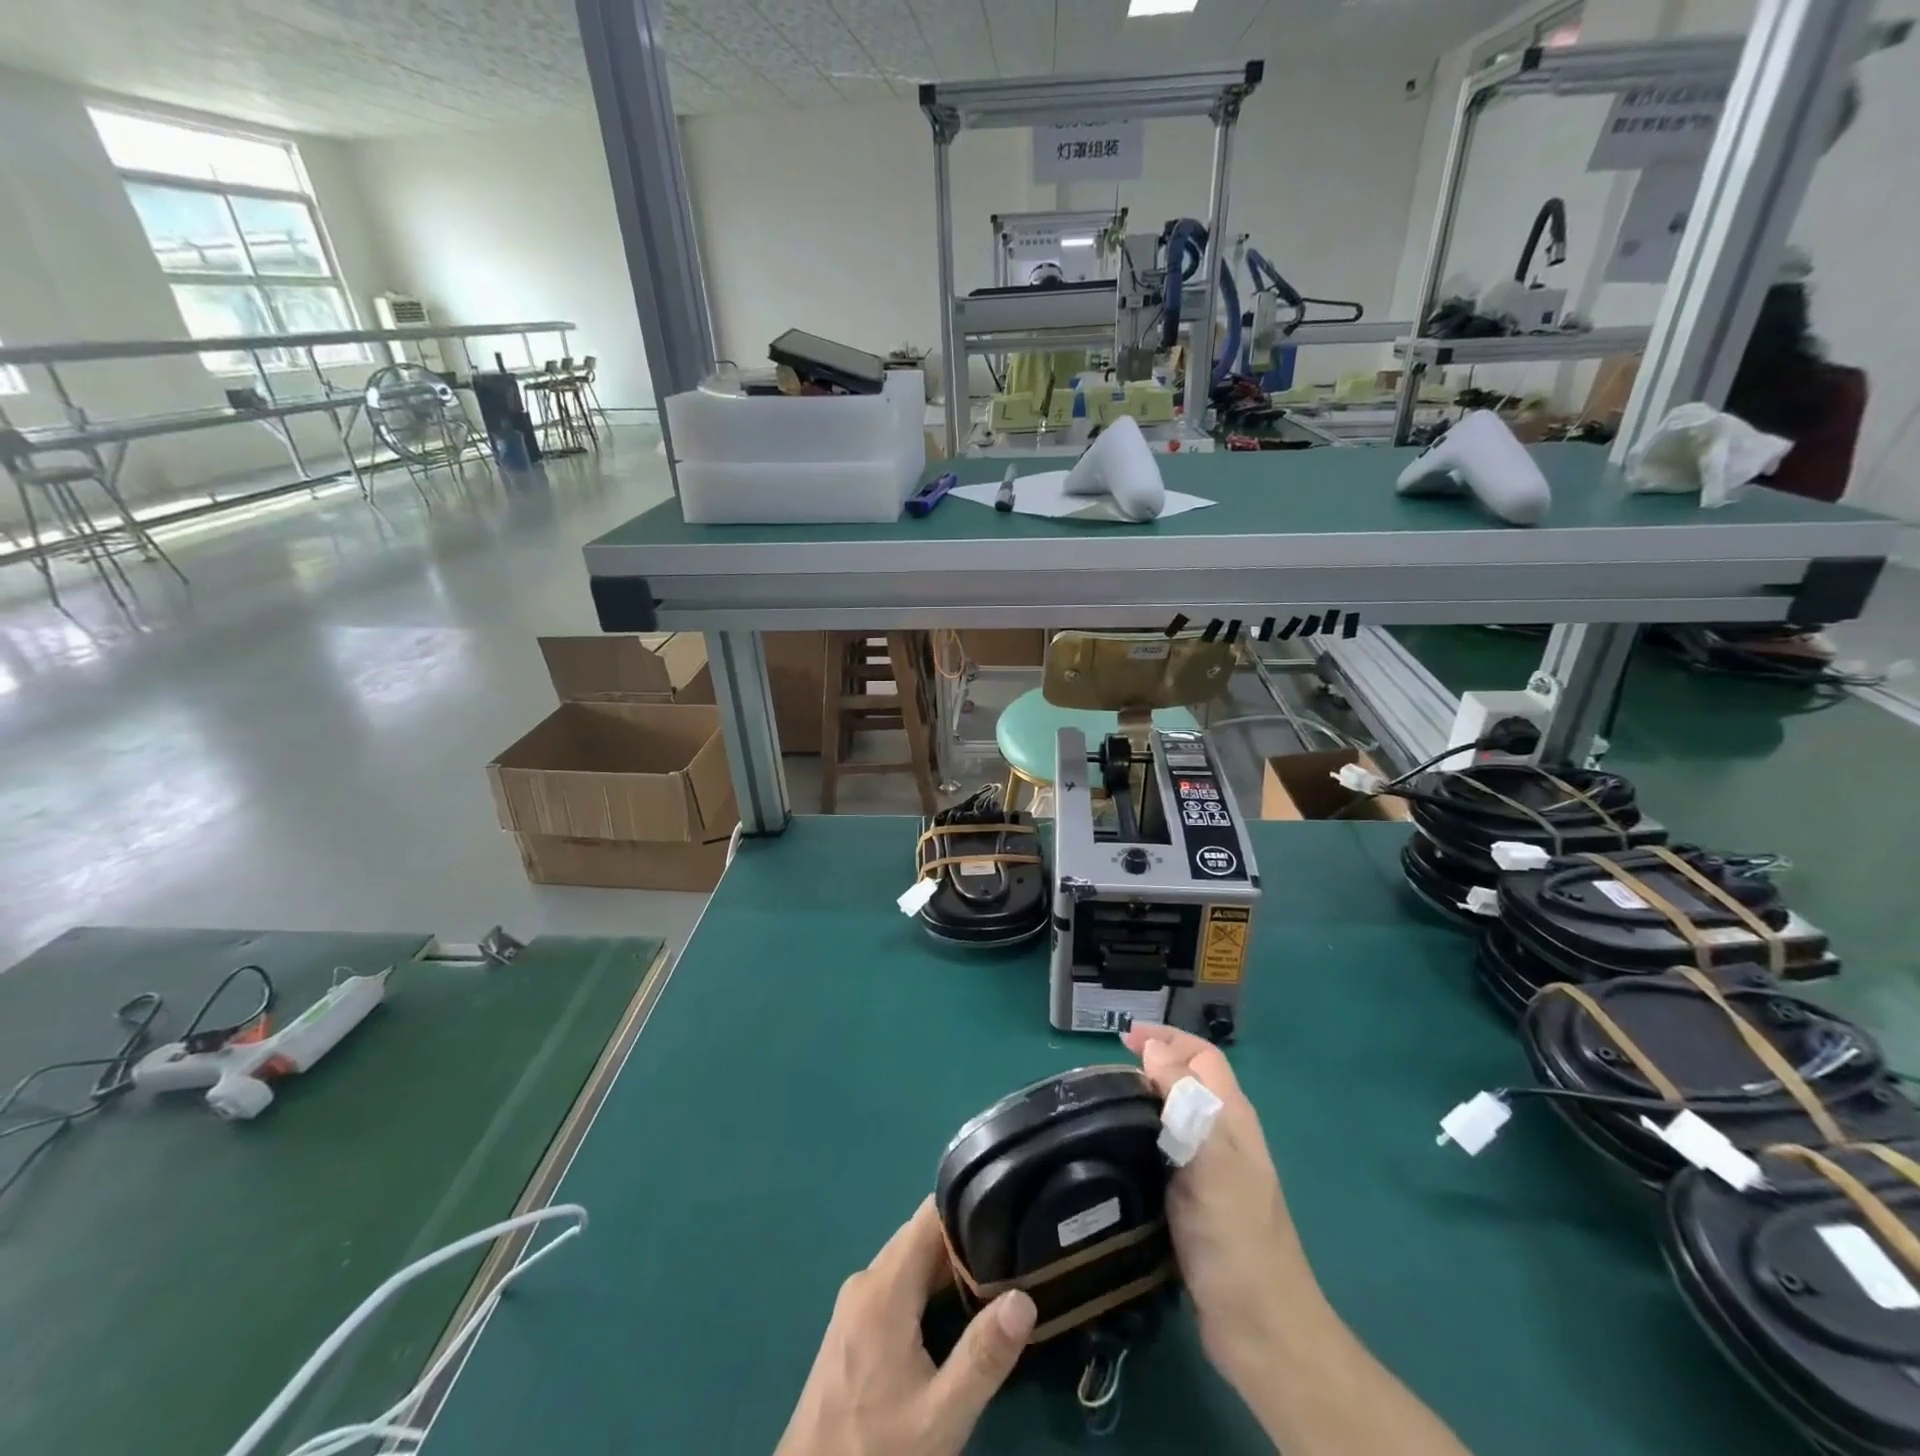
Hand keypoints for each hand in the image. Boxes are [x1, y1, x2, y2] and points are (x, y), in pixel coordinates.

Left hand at [776, 1196, 1036, 1455]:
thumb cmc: (878, 1452)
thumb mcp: (941, 1416)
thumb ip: (983, 1356)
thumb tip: (1023, 1298)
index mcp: (883, 1287)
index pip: (929, 1215)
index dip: (968, 1210)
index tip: (1006, 1219)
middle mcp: (865, 1281)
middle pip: (920, 1237)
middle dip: (963, 1242)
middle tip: (1009, 1256)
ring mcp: (854, 1303)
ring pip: (908, 1261)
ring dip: (946, 1268)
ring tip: (992, 1282)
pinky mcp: (852, 1327)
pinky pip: (895, 1285)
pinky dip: (925, 1289)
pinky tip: (954, 1313)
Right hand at [1121, 1023, 1320, 1386]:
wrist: (1260, 1330)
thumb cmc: (1237, 1238)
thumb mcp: (1212, 1160)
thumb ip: (1185, 1101)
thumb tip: (1153, 1047)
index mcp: (1233, 1118)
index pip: (1202, 1057)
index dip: (1167, 1038)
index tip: (1123, 1038)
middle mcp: (1223, 1137)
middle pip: (1189, 1081)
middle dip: (1153, 1063)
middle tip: (1106, 1071)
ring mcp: (1209, 1172)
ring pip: (1174, 1116)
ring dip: (1144, 1099)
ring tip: (1102, 1104)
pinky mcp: (1192, 1203)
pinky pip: (1164, 1152)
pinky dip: (1140, 1137)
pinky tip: (1115, 1150)